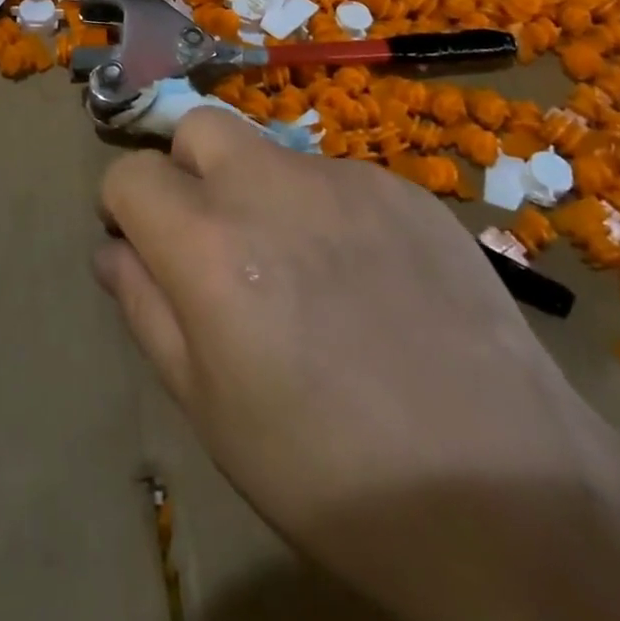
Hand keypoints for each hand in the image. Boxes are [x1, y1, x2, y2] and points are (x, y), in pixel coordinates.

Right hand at [96, 111, 619, 620]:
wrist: (506, 493)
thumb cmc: (328, 471)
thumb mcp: (208, 406)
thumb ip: (146, 309)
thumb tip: (113, 249)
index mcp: (207, 243)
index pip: (129, 173)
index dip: (124, 207)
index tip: (143, 246)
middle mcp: (268, 186)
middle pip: (197, 127)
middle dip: (186, 169)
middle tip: (214, 239)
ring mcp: (344, 179)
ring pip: (270, 154)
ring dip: (261, 194)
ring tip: (305, 275)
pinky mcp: (404, 189)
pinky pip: (337, 179)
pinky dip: (327, 211)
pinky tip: (368, 281)